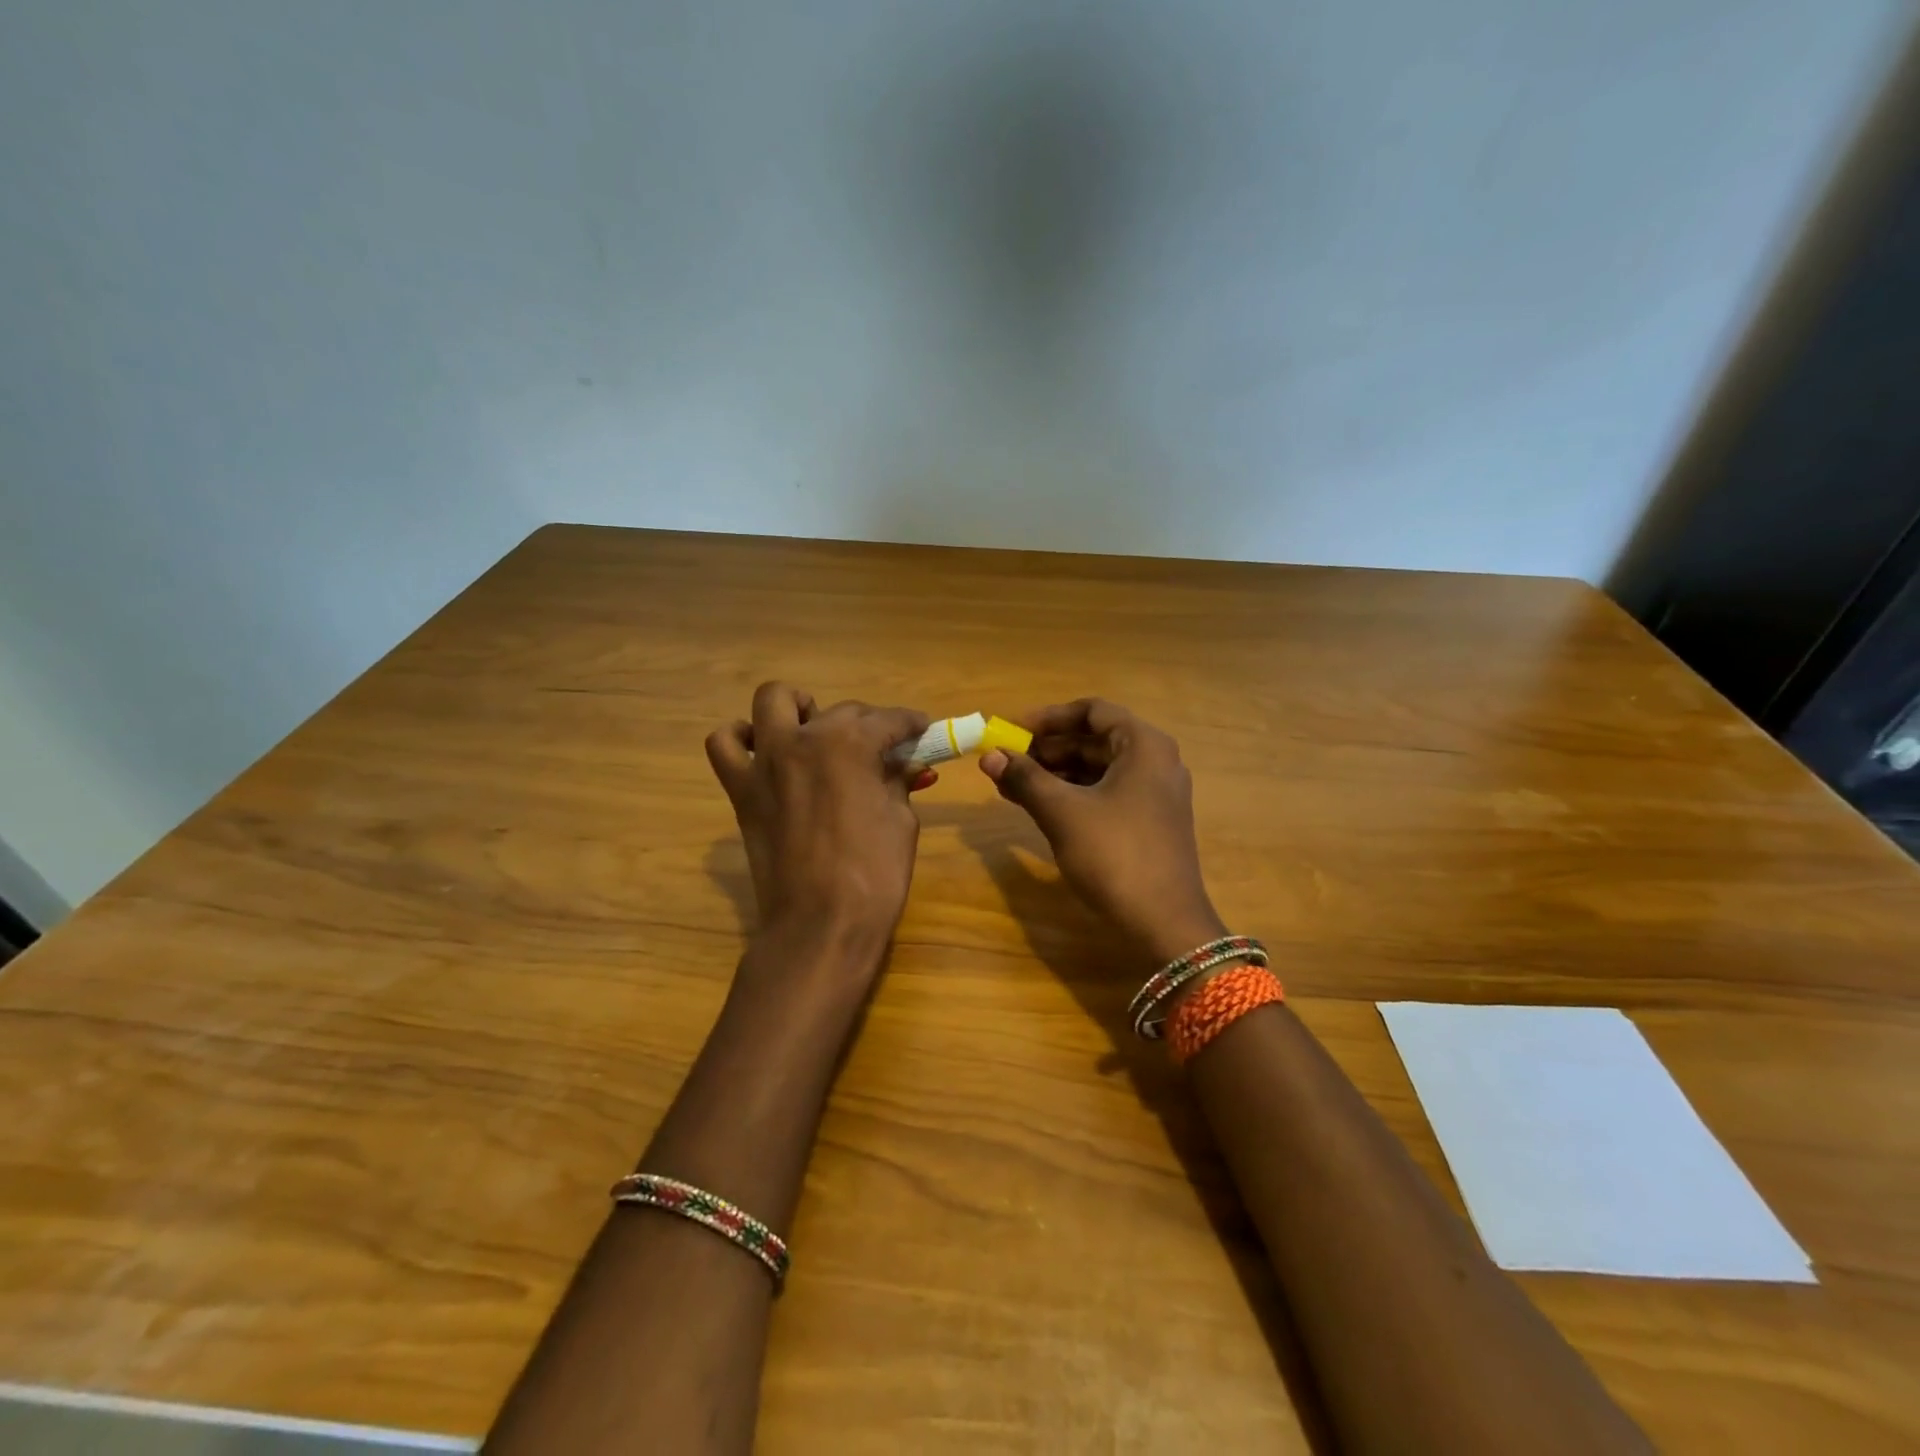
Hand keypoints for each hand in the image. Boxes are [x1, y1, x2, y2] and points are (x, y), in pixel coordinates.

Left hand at [705, 683, 928, 952]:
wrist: (820, 925)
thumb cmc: (874, 875)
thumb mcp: (901, 821)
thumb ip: (898, 781)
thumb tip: (903, 764)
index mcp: (850, 744)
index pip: (889, 720)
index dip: (911, 723)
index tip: (923, 729)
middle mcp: (803, 738)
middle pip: (841, 710)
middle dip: (869, 724)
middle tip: (885, 750)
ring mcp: (765, 761)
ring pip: (773, 700)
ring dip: (798, 707)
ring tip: (815, 731)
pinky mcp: (742, 789)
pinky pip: (725, 745)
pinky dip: (742, 739)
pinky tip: (765, 753)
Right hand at [979, 699, 1225, 963]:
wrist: (1164, 924)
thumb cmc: (1114, 855)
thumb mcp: (1063, 812)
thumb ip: (1025, 778)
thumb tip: (989, 756)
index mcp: (1144, 745)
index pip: (1092, 710)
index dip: (1048, 718)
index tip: (1011, 731)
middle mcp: (1155, 761)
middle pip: (1094, 739)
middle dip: (1046, 749)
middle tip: (1005, 761)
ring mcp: (1154, 793)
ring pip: (1097, 768)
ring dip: (1054, 773)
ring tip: (1011, 785)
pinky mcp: (1148, 821)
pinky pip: (1104, 793)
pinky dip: (1071, 794)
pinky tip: (1038, 806)